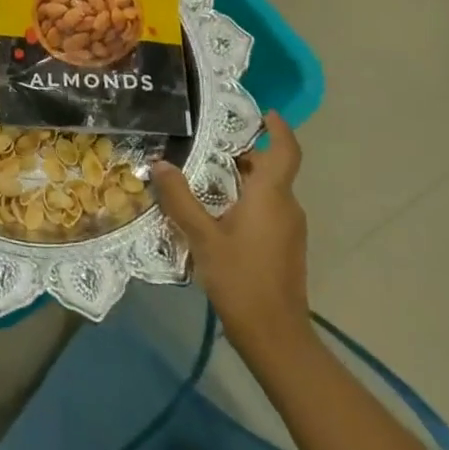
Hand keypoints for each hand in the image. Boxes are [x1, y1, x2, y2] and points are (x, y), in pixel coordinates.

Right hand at [149, 111, 310, 354]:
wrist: (275, 336)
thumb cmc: (241, 278)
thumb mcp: (202, 236)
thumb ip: (180, 198)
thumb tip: (160, 163)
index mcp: (271, 196)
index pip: (286, 150)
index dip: (278, 128)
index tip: (262, 113)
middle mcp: (286, 206)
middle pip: (270, 169)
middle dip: (241, 154)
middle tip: (203, 145)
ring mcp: (288, 229)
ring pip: (266, 191)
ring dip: (239, 180)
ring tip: (200, 176)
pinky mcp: (283, 247)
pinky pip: (265, 211)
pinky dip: (243, 201)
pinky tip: (213, 213)